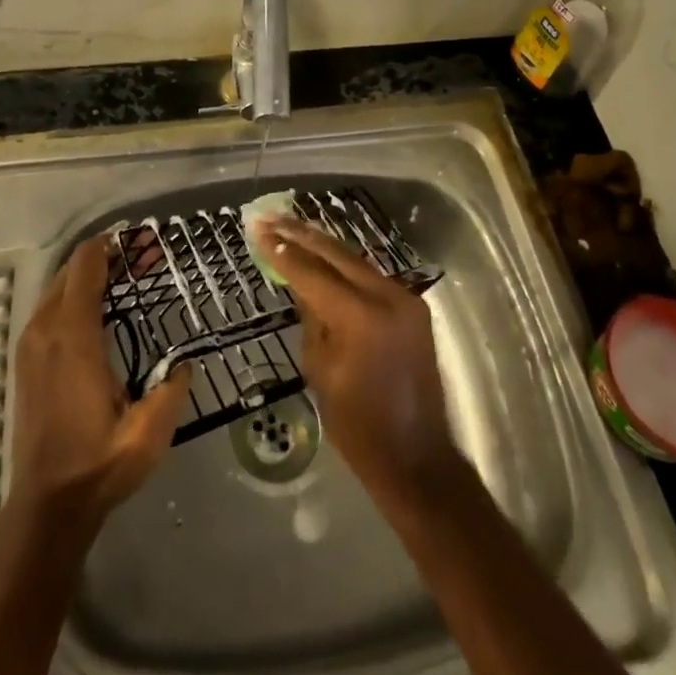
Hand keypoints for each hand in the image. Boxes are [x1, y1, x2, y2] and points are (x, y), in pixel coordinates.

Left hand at [10, 237, 189, 527]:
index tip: (141, 240)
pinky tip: (101, 312)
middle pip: (70, 269)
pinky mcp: (27, 361)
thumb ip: (171, 389)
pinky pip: (50, 308)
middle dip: (106, 257)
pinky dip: (74, 296)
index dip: (111, 244)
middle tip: (144, 260)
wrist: (46, 506)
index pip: (85, 266)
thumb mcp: (148, 432)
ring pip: (57, 287)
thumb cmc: (98, 464)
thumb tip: (186, 362)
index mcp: (73, 337)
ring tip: (127, 280)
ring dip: (89, 276)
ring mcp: (31, 345)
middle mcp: (46, 330)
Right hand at [254, 216, 459, 508]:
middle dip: (302, 235)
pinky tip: (323, 255)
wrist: (416, 457)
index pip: (313, 273)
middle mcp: (387, 296)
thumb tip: (300, 283)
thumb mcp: (320, 370)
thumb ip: (310, 318)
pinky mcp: (413, 307)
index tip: (259, 229)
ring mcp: (405, 299)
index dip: (283, 251)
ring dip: (323, 246)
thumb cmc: (358, 426)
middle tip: (271, 217)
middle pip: (337, 255)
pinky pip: (371, 277)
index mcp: (361, 317)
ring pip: (356, 261)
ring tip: (292, 226)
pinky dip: (345, 267)